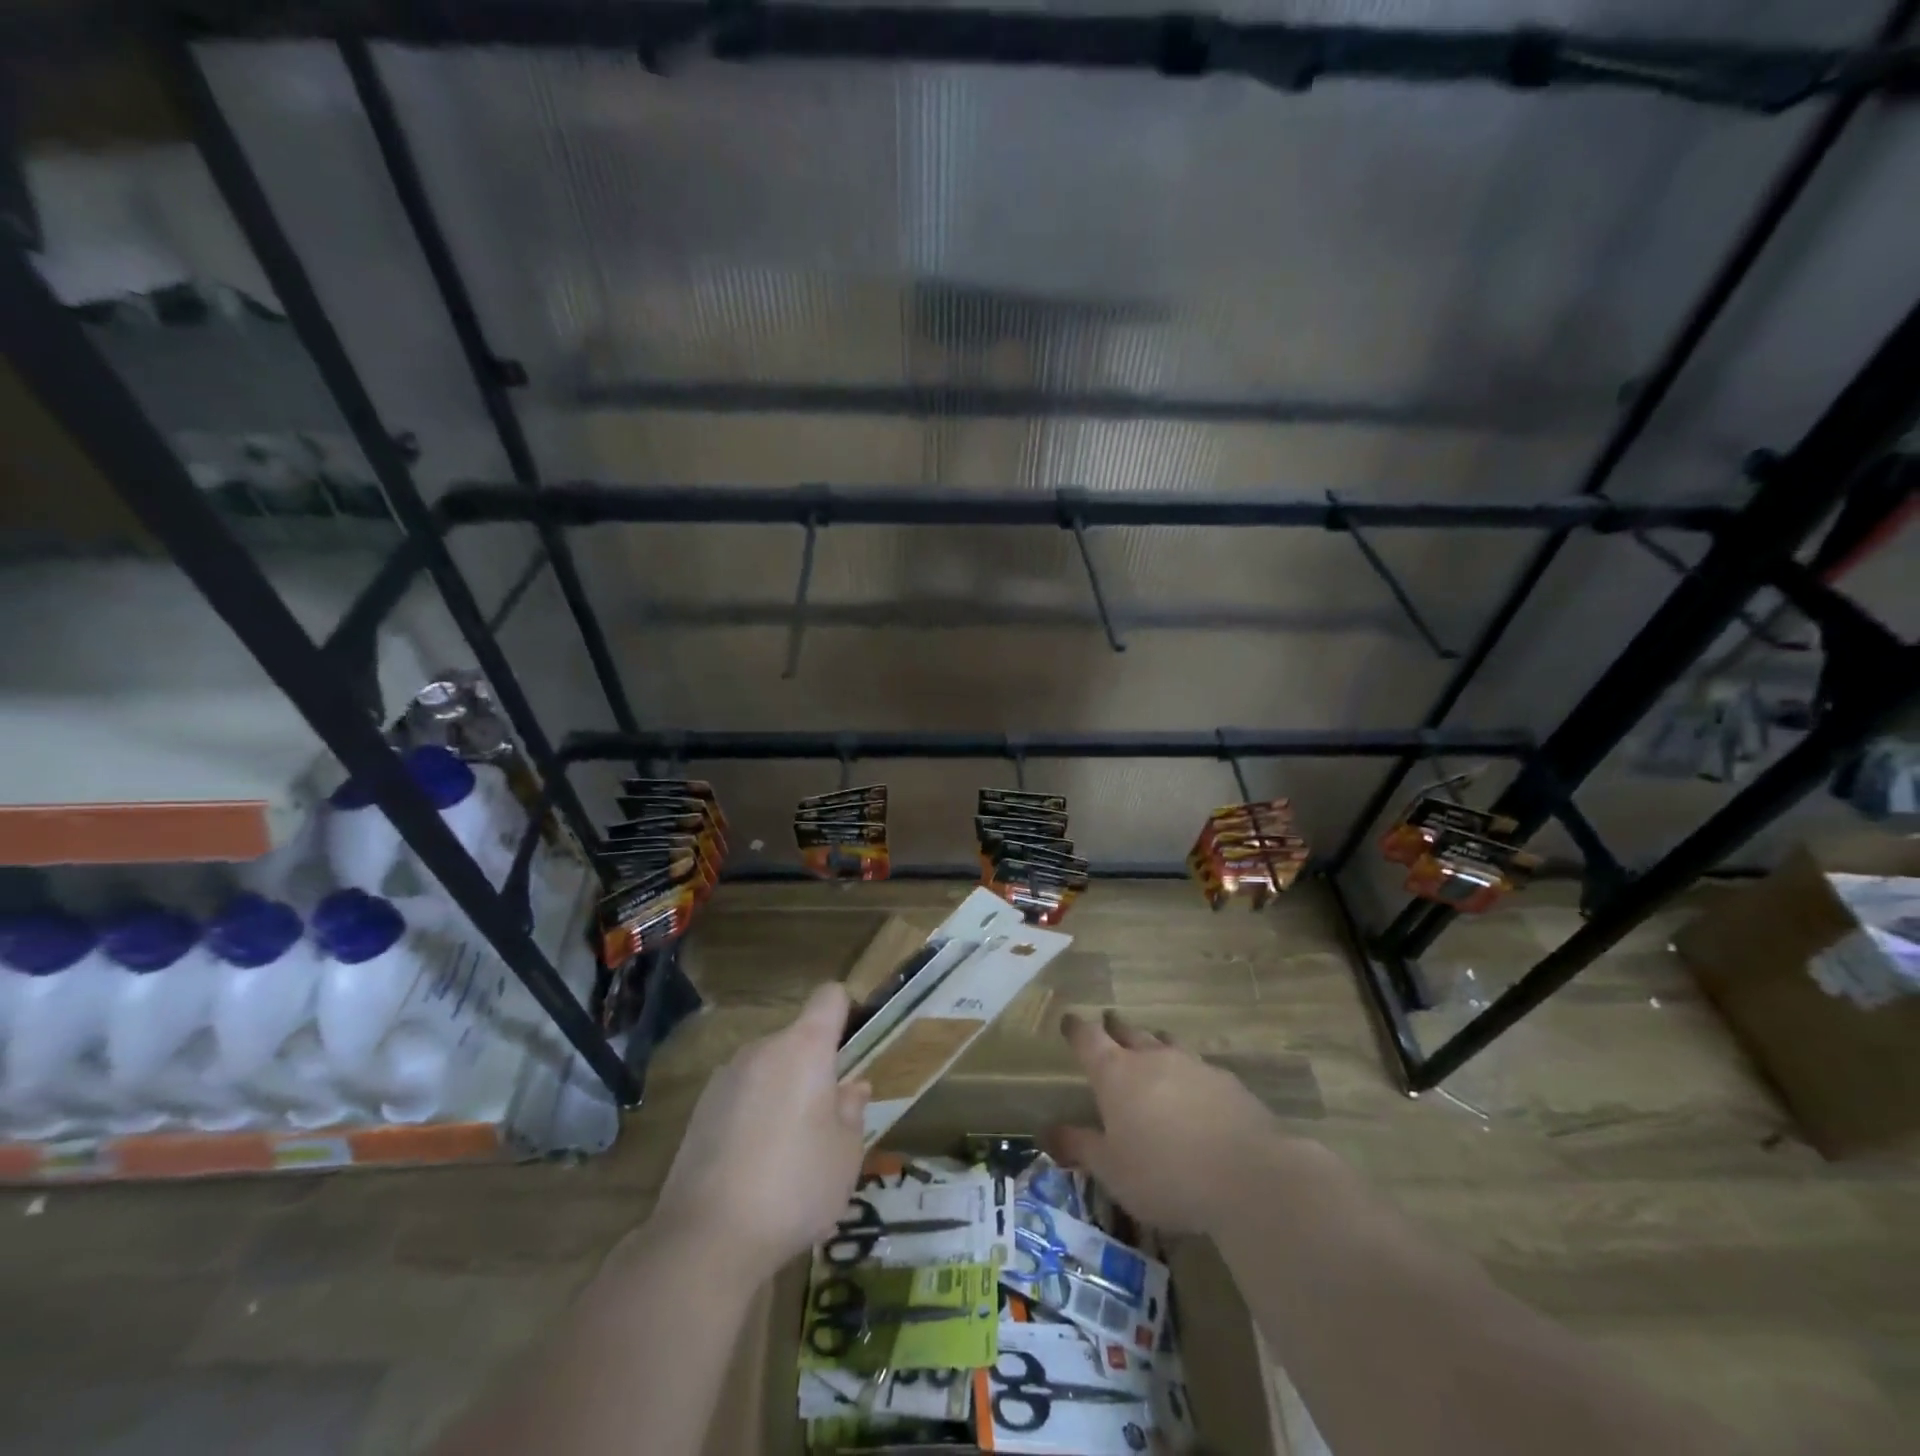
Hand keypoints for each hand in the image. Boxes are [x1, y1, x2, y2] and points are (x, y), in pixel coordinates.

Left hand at [649, 982, 869, 1279]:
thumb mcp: (845, 1155)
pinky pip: (742, 1094)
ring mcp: (726, 1076)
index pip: (830, 997)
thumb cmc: (794, 1187)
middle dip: (815, 1067)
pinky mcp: (700, 1108)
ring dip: (783, 1091)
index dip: (847, 1011)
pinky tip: (754, 1165)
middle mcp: (763, 1048)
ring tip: (788, 1150)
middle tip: (827, 1119)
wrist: (705, 1239)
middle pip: (798, 1038)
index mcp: (805, 1048)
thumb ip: (853, 1112)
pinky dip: (754, 1113)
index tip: (855, 1045)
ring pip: (769, 1068)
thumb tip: (853, 1088)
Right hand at [1045, 1009, 1287, 1234]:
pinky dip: (1188, 1071)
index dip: (1076, 1028)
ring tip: (1151, 1043)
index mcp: (1116, 1074)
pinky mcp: (1227, 1082)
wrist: (1247, 1175)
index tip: (1069, 1020)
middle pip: (1128, 1032)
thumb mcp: (1111, 1170)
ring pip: (1166, 1043)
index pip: (1088, 1039)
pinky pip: (1198, 1067)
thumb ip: (1080, 1147)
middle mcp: (1152, 1058)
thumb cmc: (1164, 1173)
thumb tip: (1047, 1130)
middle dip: (1115, 1027)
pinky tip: (1195, 1088)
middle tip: (1108, 1022)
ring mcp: (1192, 1065)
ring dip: (1153, 1042)